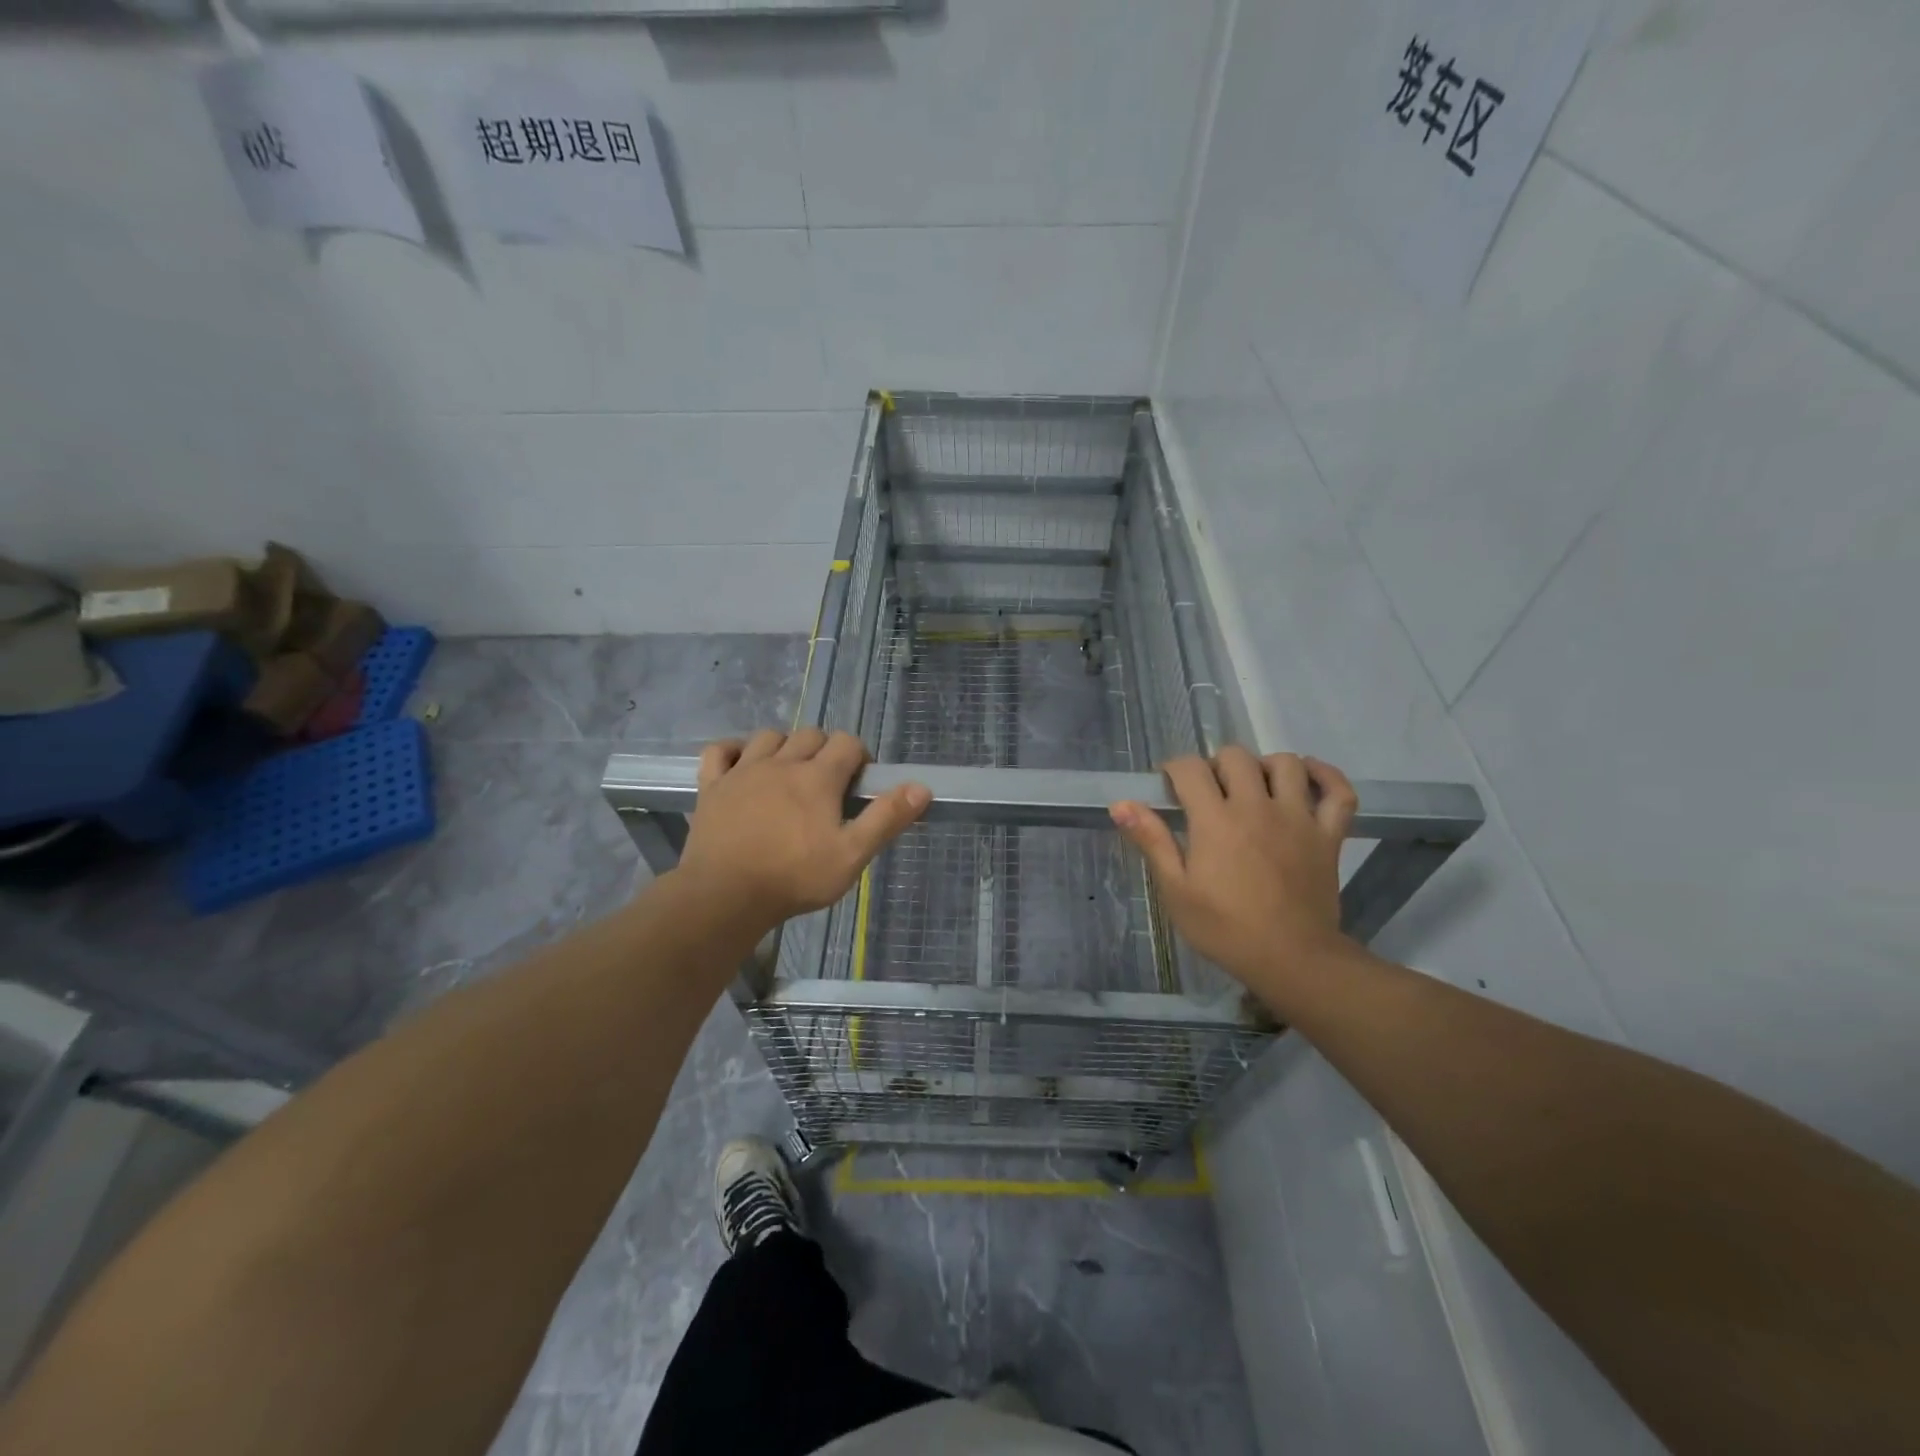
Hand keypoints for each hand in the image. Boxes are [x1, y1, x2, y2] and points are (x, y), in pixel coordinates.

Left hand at [676, 729, 929, 931]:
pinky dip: (732, 750)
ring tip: (789, 774)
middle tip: (828, 784)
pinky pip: (720, 751)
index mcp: (818, 777)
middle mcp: (781, 763)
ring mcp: (743, 771)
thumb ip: (886, 819)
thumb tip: (921, 787)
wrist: (725, 895)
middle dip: (825, 750)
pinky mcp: (712, 786)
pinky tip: (741, 764)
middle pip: (810, 735)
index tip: (859, 784)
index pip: (847, 743)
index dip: (859, 757)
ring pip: (768, 737)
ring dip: (784, 746)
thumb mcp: (852, 855)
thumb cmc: (795, 877)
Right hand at [1110, 747, 1357, 998]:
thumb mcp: (1176, 890)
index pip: (1190, 769)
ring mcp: (1298, 818)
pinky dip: (1326, 776)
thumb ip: (1151, 841)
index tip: (1169, 786)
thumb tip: (1120, 804)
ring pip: (1287, 764)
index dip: (1174, 769)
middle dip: (1216, 765)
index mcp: (1215, 819)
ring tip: (1254, 785)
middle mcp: (1257, 806)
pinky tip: (1309, 777)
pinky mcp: (1328, 835)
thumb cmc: (1225, 928)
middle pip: (1236, 757)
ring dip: (1265, 766)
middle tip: (1209, 792)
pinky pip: (1339, 791)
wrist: (1292, 959)